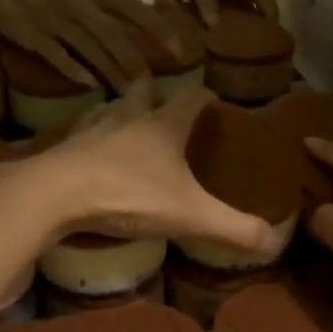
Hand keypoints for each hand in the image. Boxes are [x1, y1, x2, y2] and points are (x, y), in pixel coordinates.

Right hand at [0, 0, 171, 87]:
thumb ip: (100, 6)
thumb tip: (131, 30)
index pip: (131, 8)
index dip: (156, 27)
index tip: (179, 46)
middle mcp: (76, 2)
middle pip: (114, 34)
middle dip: (136, 61)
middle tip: (153, 85)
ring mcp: (53, 18)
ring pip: (90, 48)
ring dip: (111, 72)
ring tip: (127, 93)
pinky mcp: (31, 33)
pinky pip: (57, 55)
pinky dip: (74, 70)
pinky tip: (89, 85)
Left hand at [21, 85, 282, 255]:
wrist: (56, 195)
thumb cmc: (130, 195)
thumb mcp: (190, 215)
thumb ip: (233, 227)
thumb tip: (276, 240)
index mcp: (164, 125)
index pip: (192, 98)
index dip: (206, 98)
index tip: (213, 102)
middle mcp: (129, 117)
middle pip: (144, 91)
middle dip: (155, 91)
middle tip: (163, 102)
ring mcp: (92, 128)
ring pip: (110, 107)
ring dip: (120, 109)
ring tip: (126, 120)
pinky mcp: (64, 146)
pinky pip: (80, 132)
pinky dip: (90, 135)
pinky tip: (88, 149)